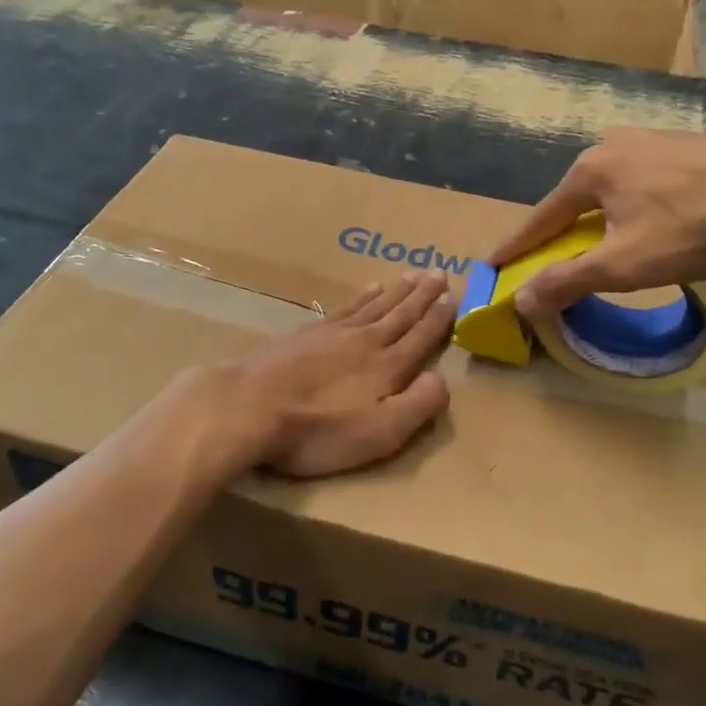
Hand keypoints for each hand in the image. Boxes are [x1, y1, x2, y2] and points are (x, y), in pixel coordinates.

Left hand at [221, 274, 455, 476]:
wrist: (251, 406)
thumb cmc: (319, 430)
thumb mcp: (380, 433)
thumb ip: (418, 405)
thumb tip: (442, 379)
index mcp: (388, 367)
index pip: (421, 337)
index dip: (439, 319)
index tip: (454, 297)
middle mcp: (366, 341)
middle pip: (401, 314)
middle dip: (423, 295)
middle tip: (439, 273)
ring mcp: (334, 333)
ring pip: (375, 306)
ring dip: (397, 291)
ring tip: (412, 275)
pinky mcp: (306, 332)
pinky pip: (346, 307)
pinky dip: (362, 296)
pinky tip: (368, 289)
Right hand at [489, 129, 705, 317]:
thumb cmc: (687, 229)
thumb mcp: (620, 264)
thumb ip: (567, 280)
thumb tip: (520, 301)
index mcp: (590, 170)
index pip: (541, 216)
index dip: (518, 245)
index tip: (494, 263)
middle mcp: (614, 145)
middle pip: (577, 197)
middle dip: (563, 227)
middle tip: (554, 254)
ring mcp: (655, 140)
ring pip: (615, 185)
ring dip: (603, 213)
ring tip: (607, 237)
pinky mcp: (690, 144)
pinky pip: (648, 178)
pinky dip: (638, 202)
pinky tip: (656, 216)